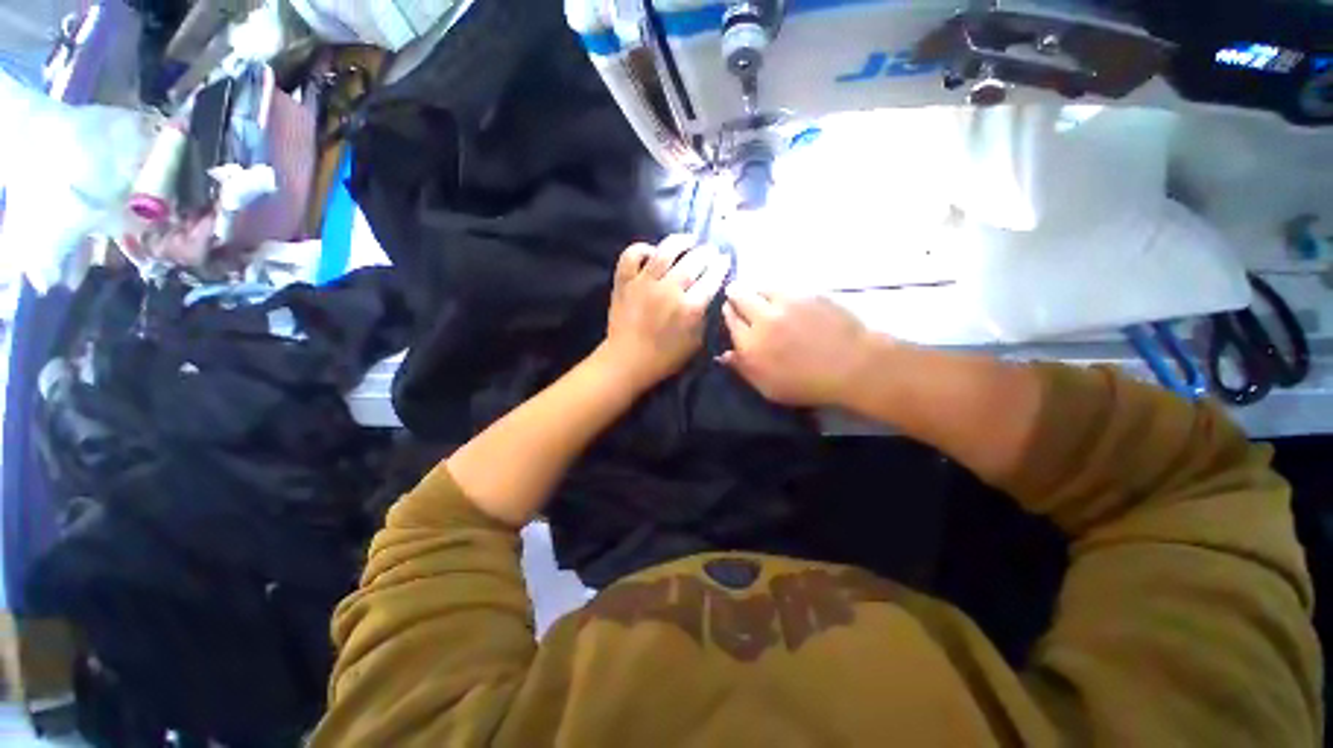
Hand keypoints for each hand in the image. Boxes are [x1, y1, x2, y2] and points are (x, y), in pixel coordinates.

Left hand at [598, 235, 729, 391]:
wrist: (627, 361)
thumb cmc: (664, 357)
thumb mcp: (695, 343)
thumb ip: (704, 318)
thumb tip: (708, 296)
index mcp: (689, 308)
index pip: (711, 279)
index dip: (721, 266)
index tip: (725, 259)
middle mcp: (669, 290)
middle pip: (693, 262)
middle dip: (706, 253)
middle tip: (710, 250)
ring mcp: (644, 284)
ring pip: (665, 252)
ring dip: (680, 242)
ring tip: (688, 240)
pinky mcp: (624, 282)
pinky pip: (631, 256)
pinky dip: (641, 249)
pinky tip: (651, 252)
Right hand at [720, 288, 877, 406]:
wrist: (852, 366)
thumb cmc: (807, 384)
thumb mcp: (769, 388)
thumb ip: (743, 369)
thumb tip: (723, 355)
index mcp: (751, 344)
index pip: (730, 320)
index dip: (728, 314)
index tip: (729, 311)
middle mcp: (763, 318)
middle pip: (739, 296)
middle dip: (734, 295)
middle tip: (735, 295)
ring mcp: (786, 303)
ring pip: (759, 287)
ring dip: (754, 290)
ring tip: (757, 295)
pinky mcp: (805, 293)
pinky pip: (782, 287)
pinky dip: (774, 290)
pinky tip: (780, 297)